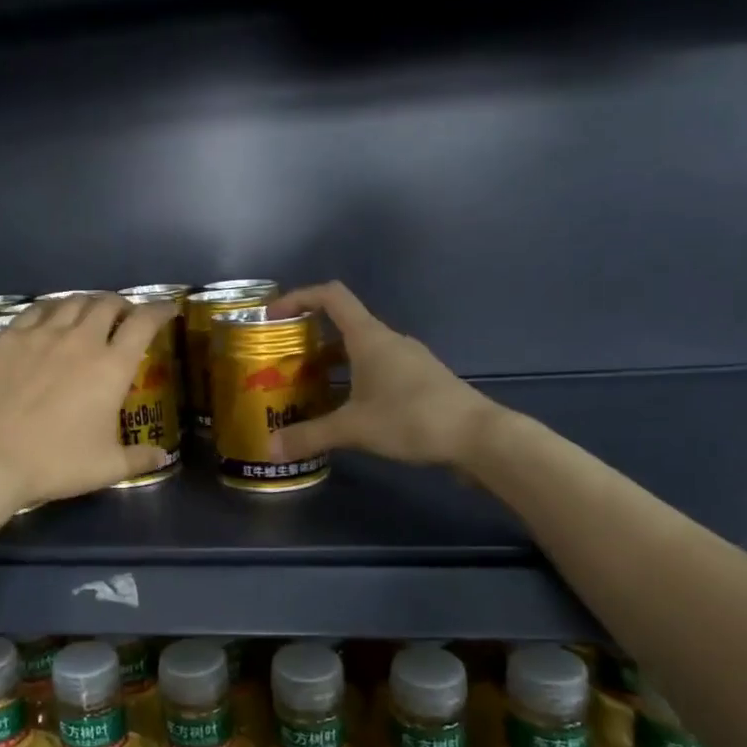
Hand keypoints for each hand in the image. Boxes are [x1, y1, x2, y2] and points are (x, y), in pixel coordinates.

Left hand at [0, 292, 177, 513]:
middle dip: (123, 305)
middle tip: (125, 316)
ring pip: (72, 301)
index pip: (143, 323)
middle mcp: (80, 340)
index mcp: (111, 367)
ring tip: (90, 313)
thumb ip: (139, 458)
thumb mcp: (106, 467)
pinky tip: (51, 317)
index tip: (167, 309)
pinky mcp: (8, 338)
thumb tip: (162, 457)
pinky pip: (36, 310)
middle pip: (107, 303)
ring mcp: (41, 335)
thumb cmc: (55, 462)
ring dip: (89, 303)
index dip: (159, 310)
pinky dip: (53, 308)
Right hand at [267, 282, 496, 468]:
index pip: (330, 297)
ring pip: (360, 352)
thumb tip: (269, 448)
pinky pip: (377, 371)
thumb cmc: (412, 418)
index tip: (273, 317)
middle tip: (284, 367)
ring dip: (332, 366)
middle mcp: (388, 341)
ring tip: (308, 392)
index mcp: (369, 337)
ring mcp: (407, 360)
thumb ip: (310, 436)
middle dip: (309, 343)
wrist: (477, 436)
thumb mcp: (354, 428)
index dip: (299, 298)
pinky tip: (345, 411)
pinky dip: (354, 381)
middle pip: (342, 327)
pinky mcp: (419, 381)